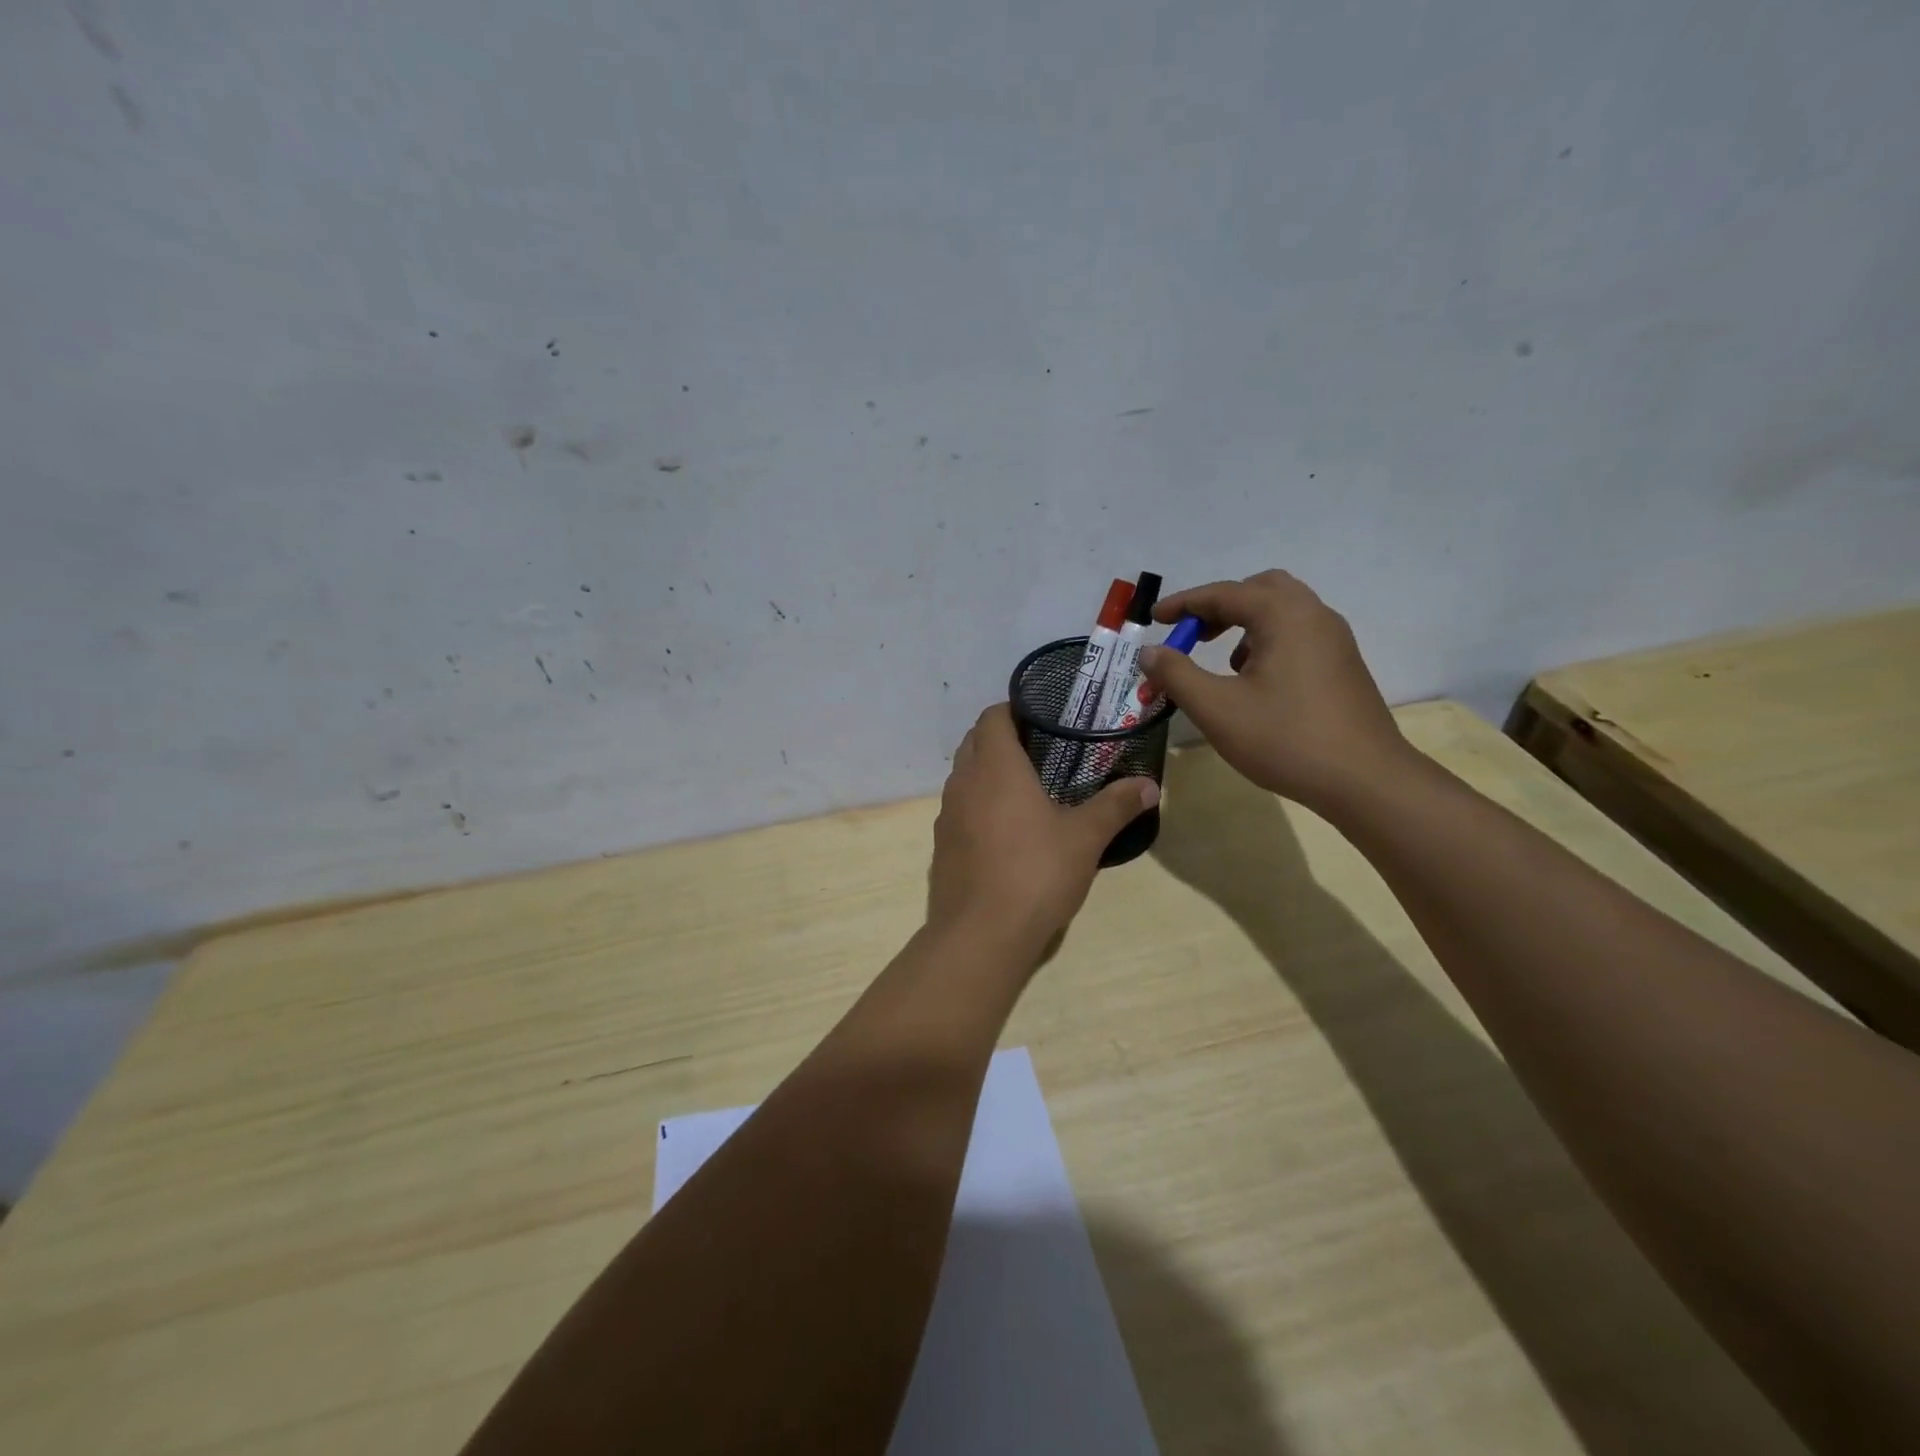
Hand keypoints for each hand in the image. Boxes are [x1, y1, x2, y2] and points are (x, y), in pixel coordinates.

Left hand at [928, 705, 1158, 953]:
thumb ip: (1116, 805)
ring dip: (987, 772)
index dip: (1014, 709)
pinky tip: (1005, 831)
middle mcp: (963, 782)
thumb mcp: (1085, 838)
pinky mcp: (941, 845)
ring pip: (964, 776)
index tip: (1042, 717)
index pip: (993, 716)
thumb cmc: (1036, 872)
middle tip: (1041, 750)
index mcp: (995, 767)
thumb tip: (1149, 785)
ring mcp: (946, 815)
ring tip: (1025, 788)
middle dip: (1001, 738)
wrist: (981, 934)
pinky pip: (959, 809)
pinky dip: (978, 805)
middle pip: (974, 742)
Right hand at [1139, 570, 1412, 811]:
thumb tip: (1149, 651)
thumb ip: (1176, 674)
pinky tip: (1255, 682)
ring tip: (1222, 662)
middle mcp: (1313, 615)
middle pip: (1259, 589)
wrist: (1364, 780)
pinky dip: (1268, 641)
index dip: (1183, 604)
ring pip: (1282, 611)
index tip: (1154, 619)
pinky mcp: (1342, 665)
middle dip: (1219, 606)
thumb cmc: (1285, 739)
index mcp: (1284, 615)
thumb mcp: (1217, 708)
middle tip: (1191, 634)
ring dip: (1244, 624)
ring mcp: (1334, 640)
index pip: (1223, 594)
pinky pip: (1298, 634)